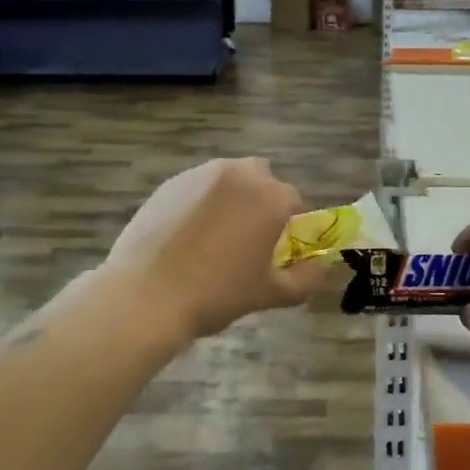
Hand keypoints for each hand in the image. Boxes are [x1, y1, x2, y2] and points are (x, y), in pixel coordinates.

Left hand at [101, 158, 329, 342]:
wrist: (146, 295)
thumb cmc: (217, 294)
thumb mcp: (271, 294)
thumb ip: (307, 278)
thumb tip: (323, 266)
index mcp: (271, 197)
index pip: (295, 202)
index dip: (290, 227)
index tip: (277, 251)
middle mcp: (240, 174)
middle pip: (263, 179)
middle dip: (262, 201)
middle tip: (247, 239)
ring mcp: (201, 174)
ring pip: (229, 179)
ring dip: (232, 198)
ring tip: (215, 237)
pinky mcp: (170, 183)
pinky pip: (198, 187)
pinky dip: (201, 203)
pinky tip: (187, 236)